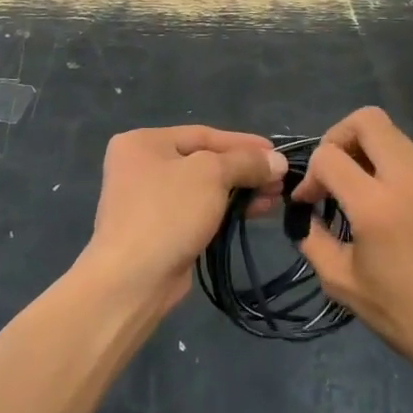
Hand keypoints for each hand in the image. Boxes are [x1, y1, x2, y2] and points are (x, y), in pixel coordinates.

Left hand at [77, 127, 286, 312]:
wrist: (132, 278)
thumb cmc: (168, 212)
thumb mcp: (211, 175)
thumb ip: (246, 162)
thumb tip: (277, 160)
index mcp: (143, 142)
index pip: (203, 134)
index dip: (243, 143)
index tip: (276, 153)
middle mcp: (141, 166)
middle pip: (204, 161)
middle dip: (244, 170)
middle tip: (279, 180)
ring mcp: (148, 200)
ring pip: (204, 188)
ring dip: (240, 191)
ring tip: (274, 198)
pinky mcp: (159, 230)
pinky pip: (199, 211)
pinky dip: (226, 209)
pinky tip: (254, 212)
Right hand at [293, 107, 412, 390]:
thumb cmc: (406, 317)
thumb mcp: (342, 284)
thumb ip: (313, 239)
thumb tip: (307, 216)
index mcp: (377, 205)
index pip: (329, 156)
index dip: (309, 174)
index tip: (309, 202)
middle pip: (368, 120)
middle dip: (340, 137)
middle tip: (335, 171)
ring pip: (398, 141)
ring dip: (373, 158)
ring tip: (368, 198)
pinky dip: (405, 184)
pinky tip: (409, 223)